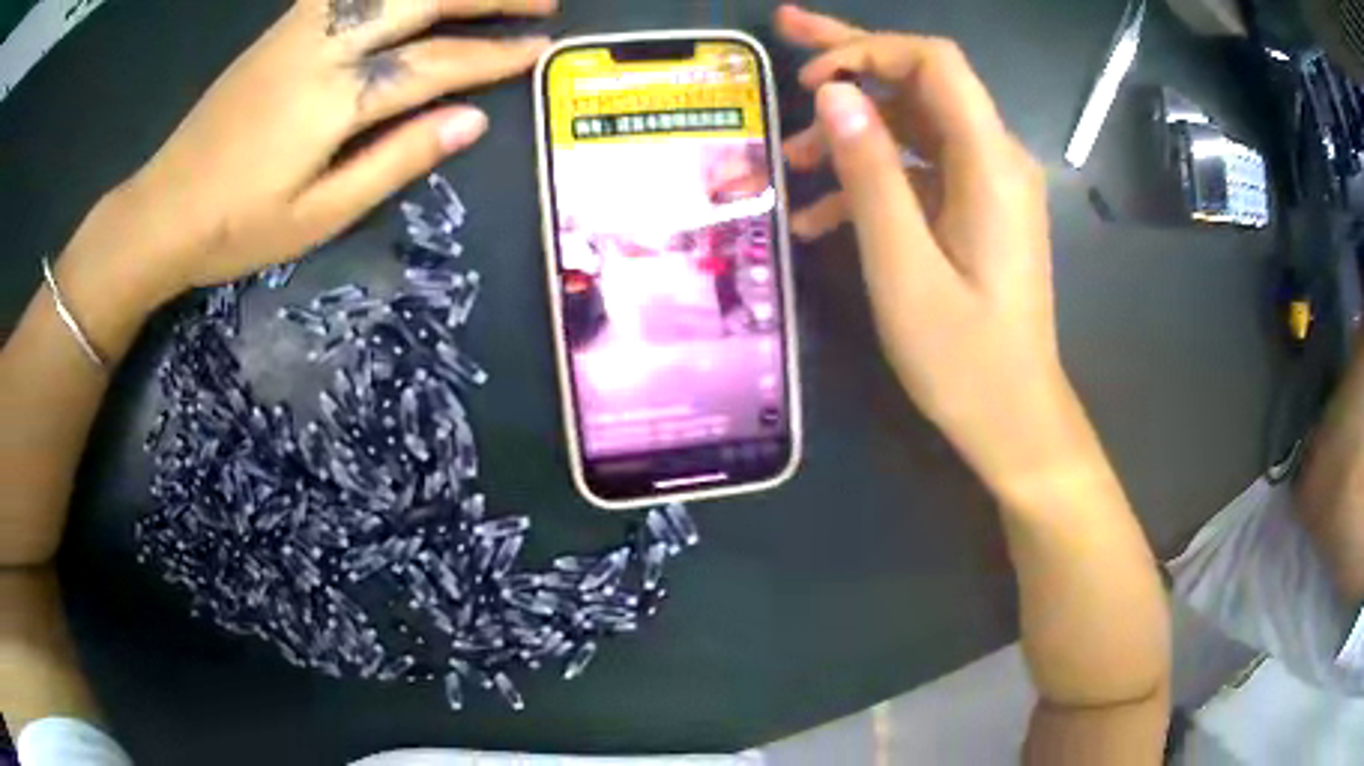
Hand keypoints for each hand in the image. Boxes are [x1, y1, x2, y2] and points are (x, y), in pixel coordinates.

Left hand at [67, 0, 554, 309]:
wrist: (161, 210)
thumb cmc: (236, 229)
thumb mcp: (319, 216)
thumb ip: (396, 161)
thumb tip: (471, 122)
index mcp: (333, 101)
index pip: (434, 64)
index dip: (493, 56)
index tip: (541, 49)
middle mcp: (322, 47)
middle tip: (540, 0)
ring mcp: (298, 29)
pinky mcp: (282, 28)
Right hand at [776, 6, 1080, 498]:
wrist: (1014, 419)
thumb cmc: (963, 360)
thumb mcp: (903, 268)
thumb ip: (871, 175)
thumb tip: (836, 96)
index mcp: (990, 163)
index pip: (935, 62)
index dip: (869, 52)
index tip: (812, 80)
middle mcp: (997, 159)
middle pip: (924, 81)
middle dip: (854, 59)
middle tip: (785, 33)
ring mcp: (989, 185)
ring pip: (916, 126)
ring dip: (854, 133)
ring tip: (791, 163)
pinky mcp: (978, 211)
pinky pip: (923, 172)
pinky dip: (875, 178)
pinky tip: (822, 215)